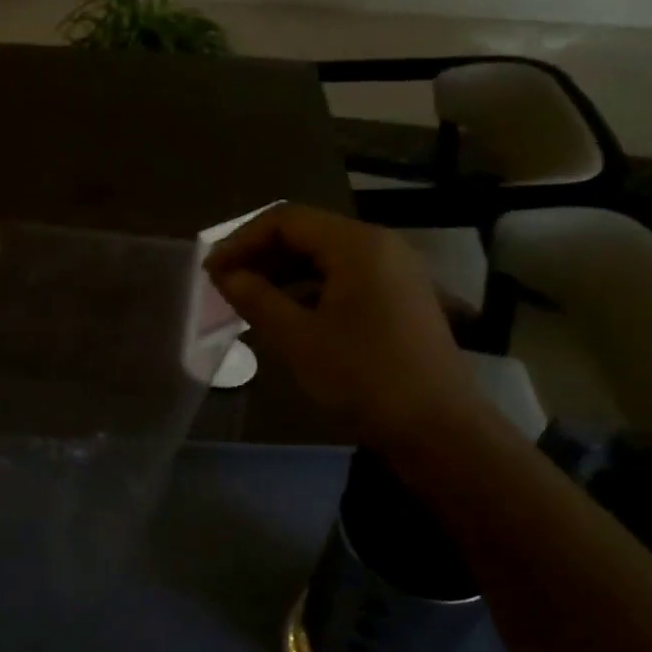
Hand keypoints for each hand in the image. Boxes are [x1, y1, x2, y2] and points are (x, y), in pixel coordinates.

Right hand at [204, 205, 480, 443]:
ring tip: (249, 300)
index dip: (241, 241)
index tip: (211, 272)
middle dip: (260, 254)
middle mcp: (380, 245)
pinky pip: (345, 277)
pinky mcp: (400, 298)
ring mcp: (395, 272)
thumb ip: (256, 298)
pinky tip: (288, 314)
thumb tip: (225, 276)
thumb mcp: (298, 339)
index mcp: (356, 244)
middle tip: (224, 285)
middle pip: (307, 233)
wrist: (440, 430)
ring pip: (325, 256)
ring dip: (283, 272)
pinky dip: (310, 288)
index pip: (285, 220)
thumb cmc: (364, 378)